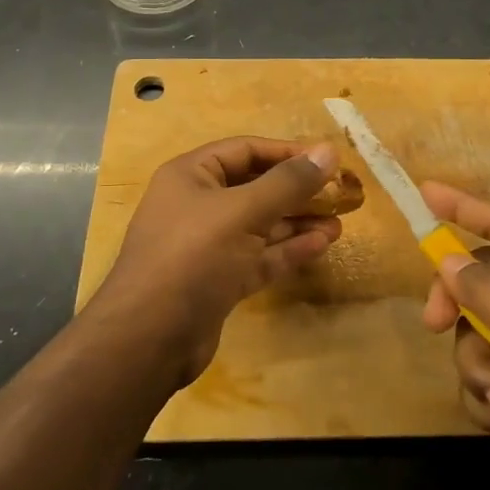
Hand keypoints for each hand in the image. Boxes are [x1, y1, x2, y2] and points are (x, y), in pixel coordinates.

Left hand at [98, 137, 341, 384]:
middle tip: (341, 193)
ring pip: (261, 224)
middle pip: (256, 187)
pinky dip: (288, 249)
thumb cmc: (193, 256)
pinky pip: (259, 256)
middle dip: (297, 190)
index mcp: (191, 176)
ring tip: (340, 221)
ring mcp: (208, 245)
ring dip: (298, 221)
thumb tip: (329, 151)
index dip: (287, 152)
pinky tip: (321, 244)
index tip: (328, 160)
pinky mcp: (219, 280)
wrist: (149, 338)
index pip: (246, 150)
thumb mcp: (242, 211)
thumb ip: (288, 182)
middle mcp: (198, 205)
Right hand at [419, 181, 489, 489]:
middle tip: (434, 323)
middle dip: (456, 304)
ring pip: (476, 332)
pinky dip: (487, 395)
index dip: (464, 205)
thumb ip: (487, 291)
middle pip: (480, 279)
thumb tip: (449, 259)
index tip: (424, 193)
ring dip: (477, 365)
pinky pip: (484, 371)